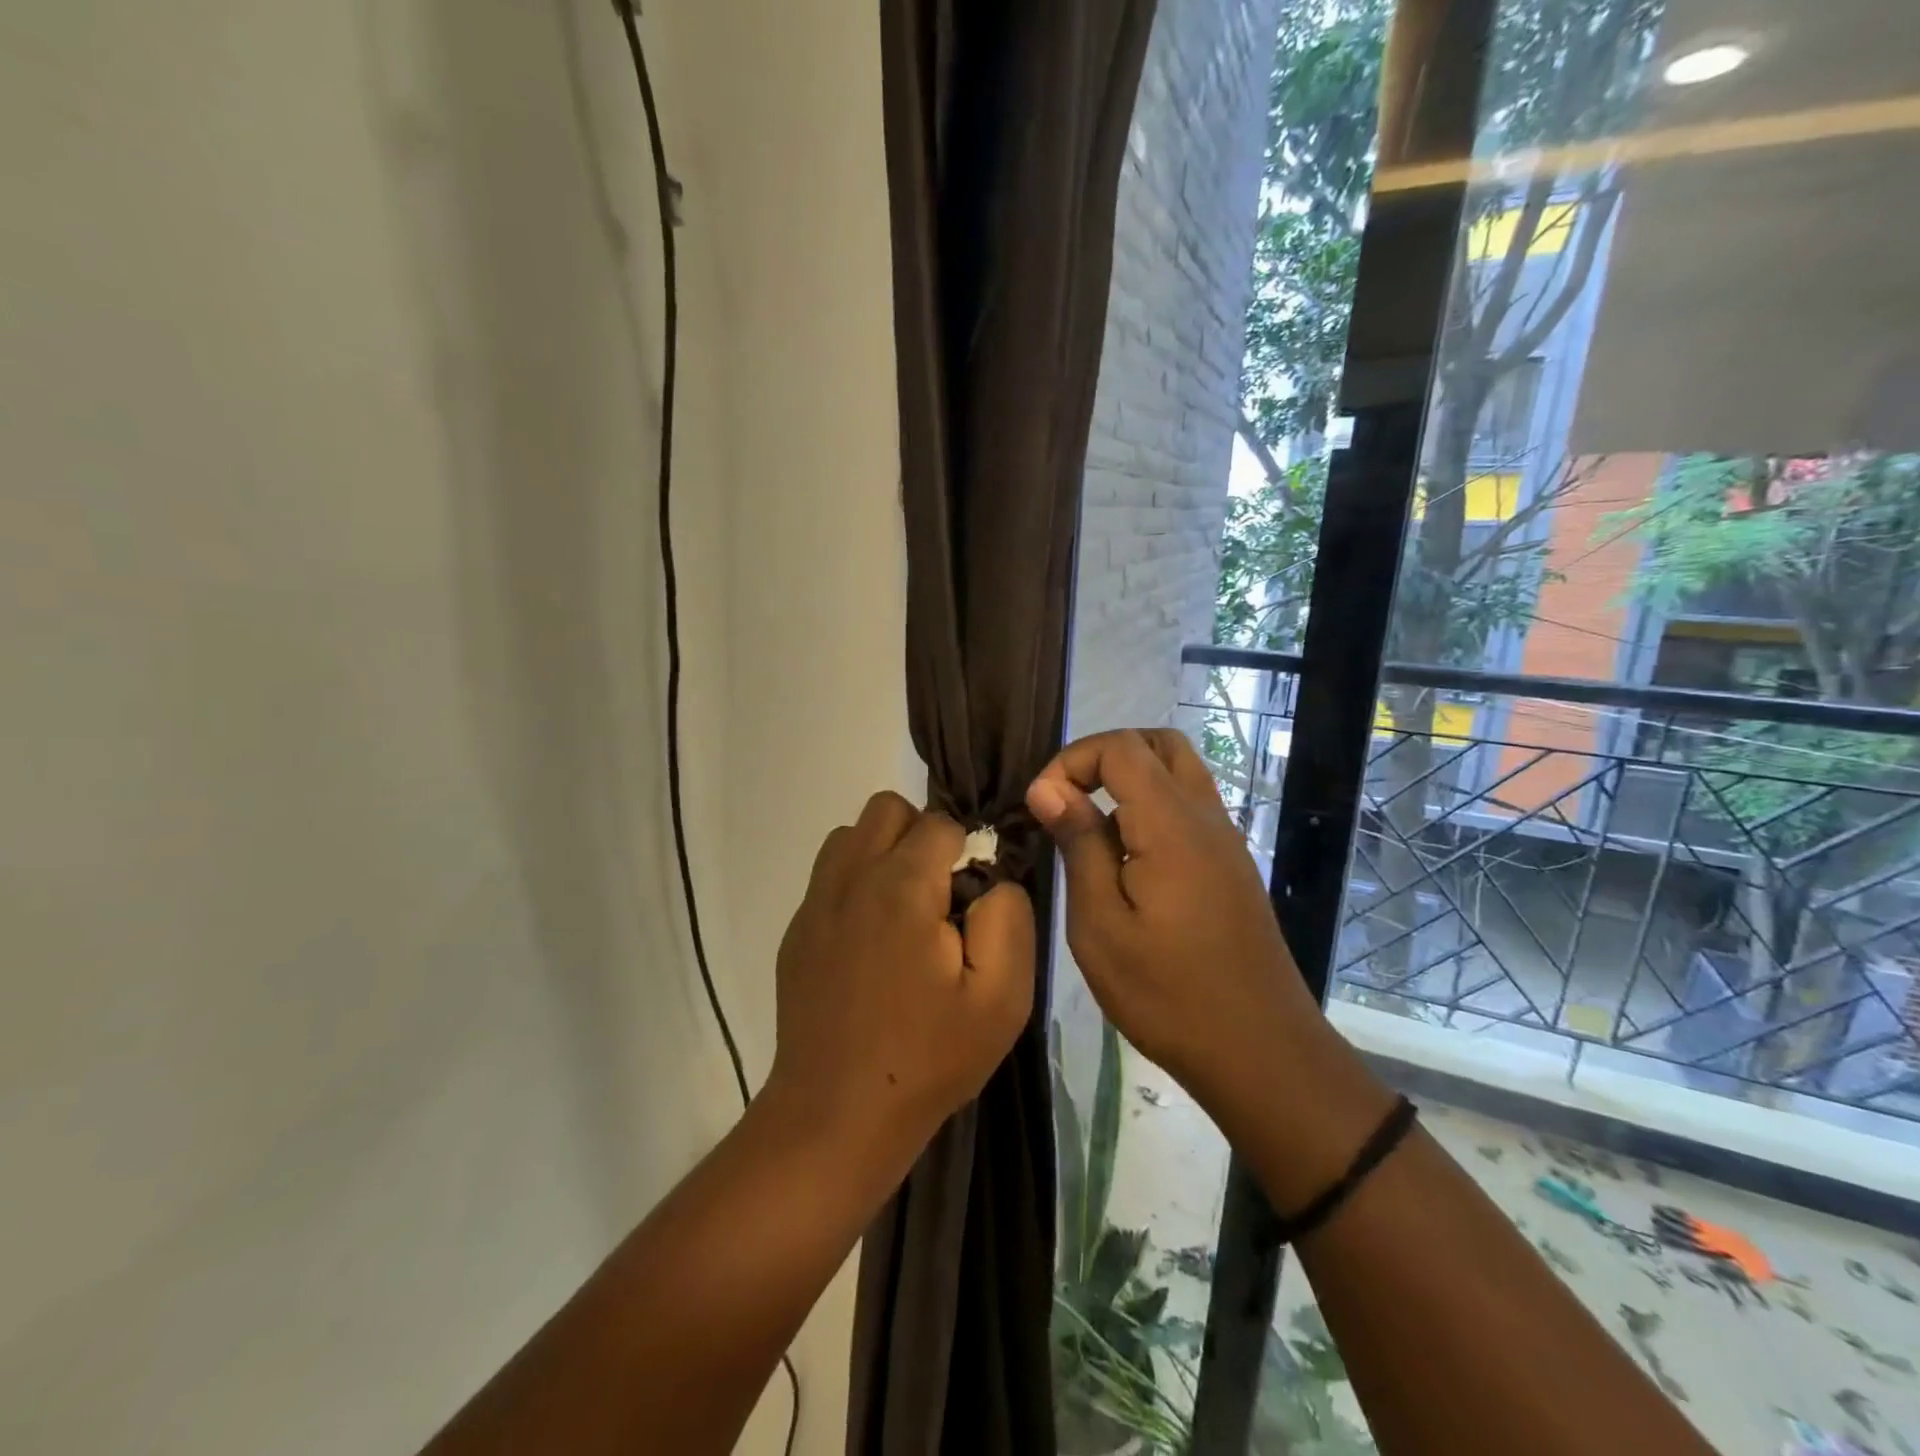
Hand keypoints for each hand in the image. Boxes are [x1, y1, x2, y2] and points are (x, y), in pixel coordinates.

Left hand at [765, 792, 1034, 1175]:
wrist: (837, 1115)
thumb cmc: (928, 1057)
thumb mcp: (1002, 997)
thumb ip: (1008, 918)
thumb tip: (991, 881)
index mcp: (902, 885)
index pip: (940, 822)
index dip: (966, 850)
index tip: (971, 900)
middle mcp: (850, 877)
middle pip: (887, 809)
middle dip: (921, 834)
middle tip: (939, 894)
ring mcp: (815, 903)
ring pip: (851, 835)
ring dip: (883, 853)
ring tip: (904, 911)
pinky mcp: (797, 931)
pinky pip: (829, 876)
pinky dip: (855, 885)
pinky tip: (870, 943)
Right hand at [1025, 729, 1330, 1122]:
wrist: (1260, 1052)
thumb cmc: (1167, 995)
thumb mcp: (1101, 925)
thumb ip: (1078, 845)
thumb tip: (1048, 788)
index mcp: (1172, 824)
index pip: (1120, 747)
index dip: (1072, 761)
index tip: (1042, 806)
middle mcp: (1206, 817)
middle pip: (1159, 744)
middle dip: (1104, 757)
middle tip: (1068, 801)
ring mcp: (1226, 840)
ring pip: (1179, 772)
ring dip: (1130, 781)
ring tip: (1091, 832)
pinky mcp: (1231, 865)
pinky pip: (1189, 808)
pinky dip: (1151, 809)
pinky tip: (1126, 864)